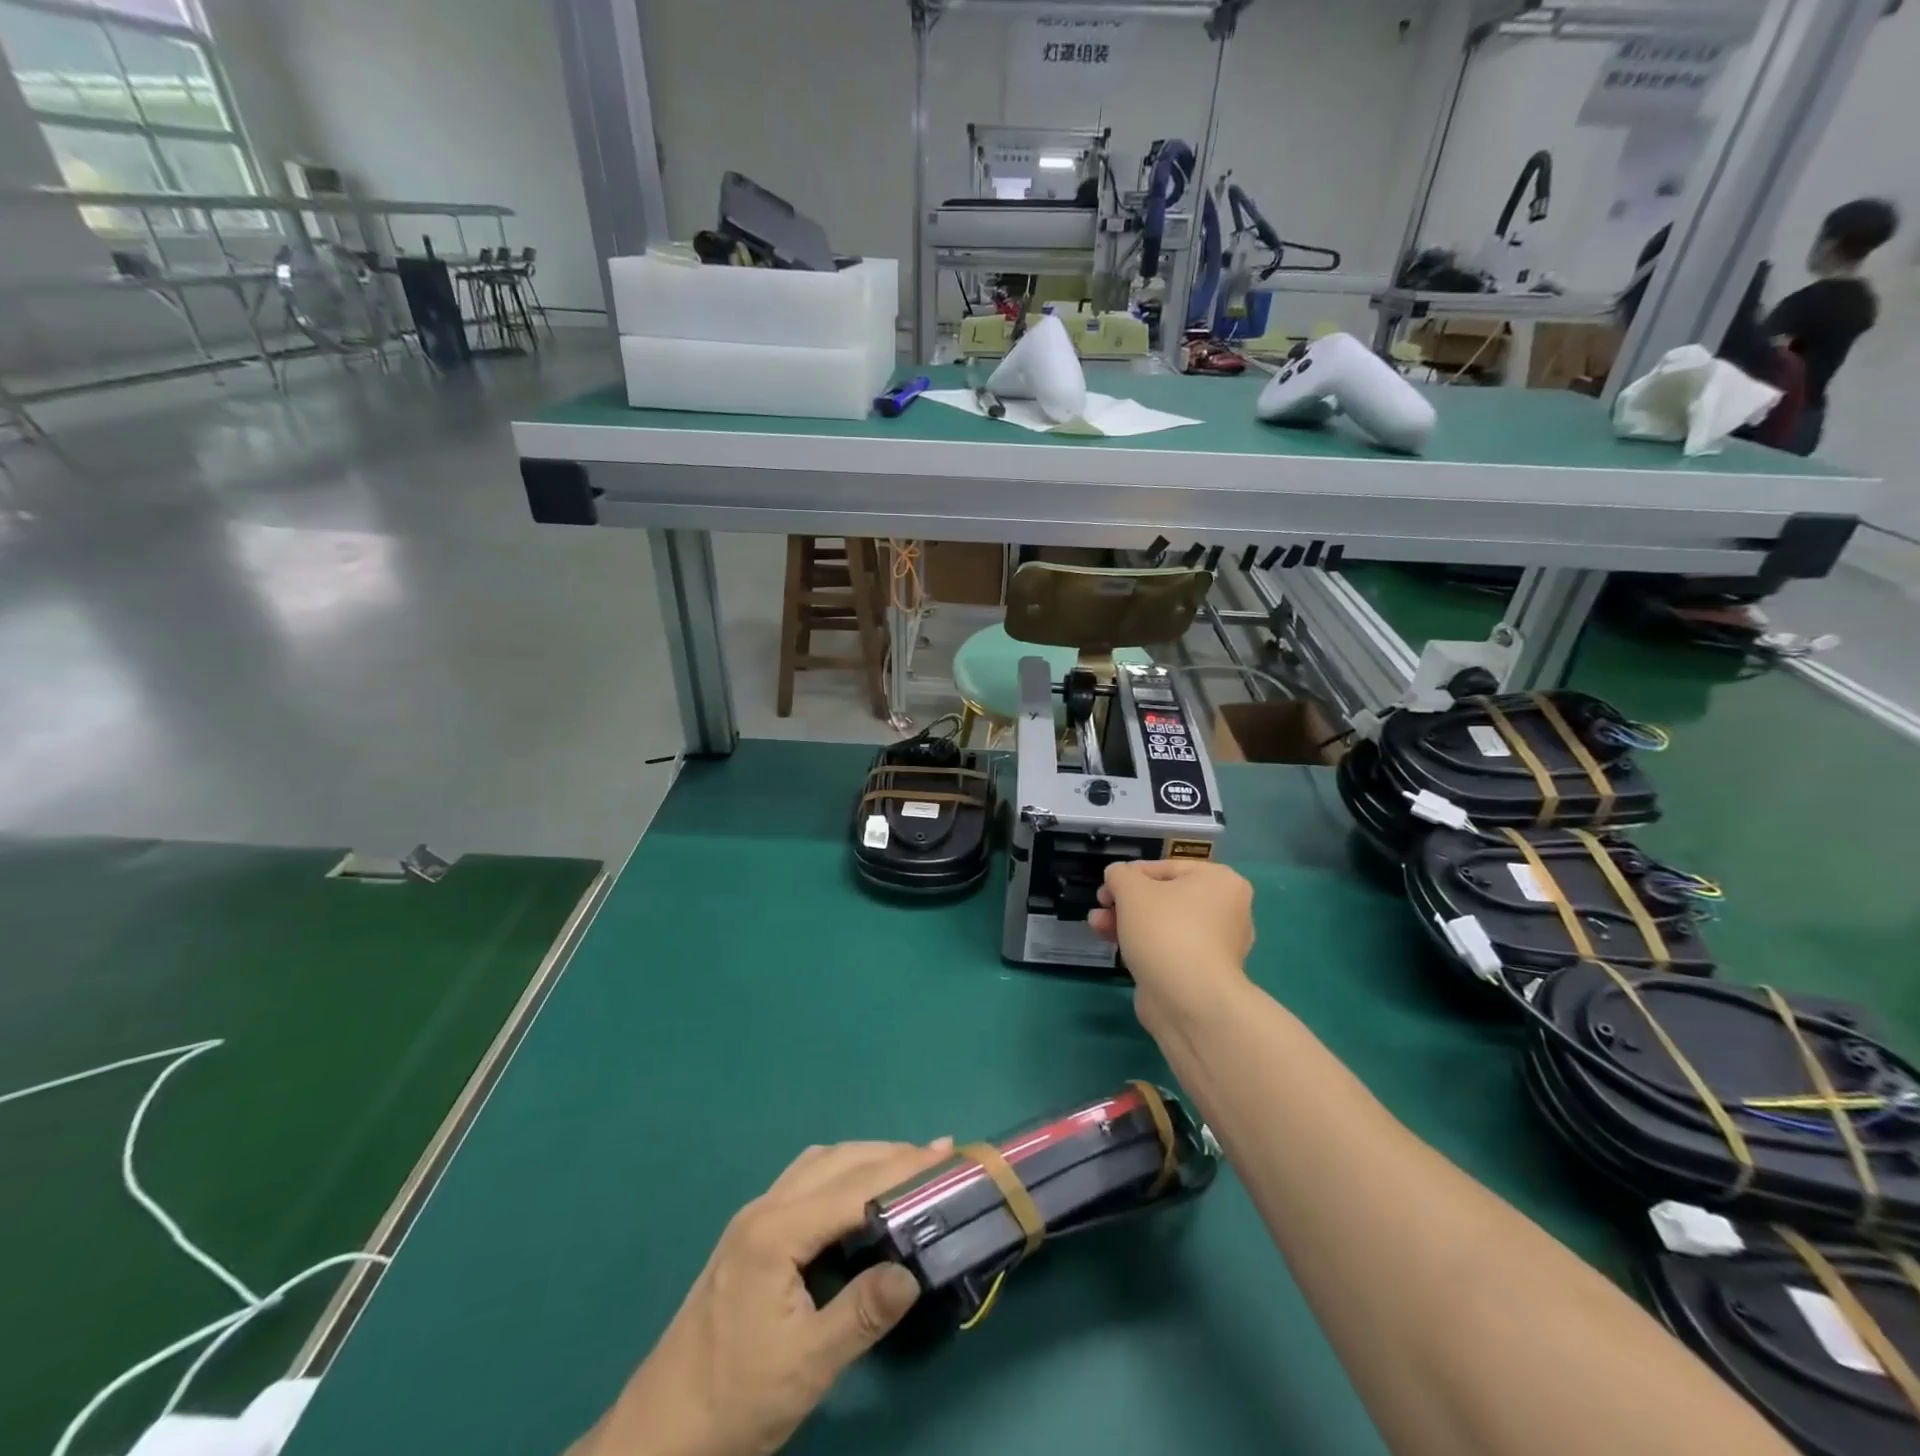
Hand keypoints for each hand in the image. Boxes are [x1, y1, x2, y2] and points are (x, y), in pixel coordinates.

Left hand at [578, 1140, 951, 1455]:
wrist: (658, 1434)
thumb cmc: (734, 1401)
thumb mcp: (806, 1367)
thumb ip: (862, 1313)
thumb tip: (914, 1272)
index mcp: (777, 1232)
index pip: (854, 1187)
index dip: (903, 1172)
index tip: (947, 1159)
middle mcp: (765, 1208)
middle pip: (838, 1161)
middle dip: (890, 1155)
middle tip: (939, 1157)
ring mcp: (754, 1218)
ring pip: (820, 1164)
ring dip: (866, 1159)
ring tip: (908, 1167)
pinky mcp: (750, 1234)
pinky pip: (805, 1180)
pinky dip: (842, 1173)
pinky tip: (857, 1194)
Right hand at [1089, 859, 1253, 1018]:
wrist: (1189, 1001)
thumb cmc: (1165, 931)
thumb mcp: (1132, 889)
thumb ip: (1120, 874)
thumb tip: (1118, 877)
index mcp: (1220, 881)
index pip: (1166, 867)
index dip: (1130, 875)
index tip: (1106, 887)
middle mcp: (1227, 910)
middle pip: (1164, 896)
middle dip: (1125, 901)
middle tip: (1101, 906)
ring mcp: (1217, 944)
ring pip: (1163, 923)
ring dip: (1127, 921)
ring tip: (1096, 926)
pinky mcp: (1202, 972)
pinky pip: (1168, 948)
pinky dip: (1143, 944)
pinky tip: (1114, 945)